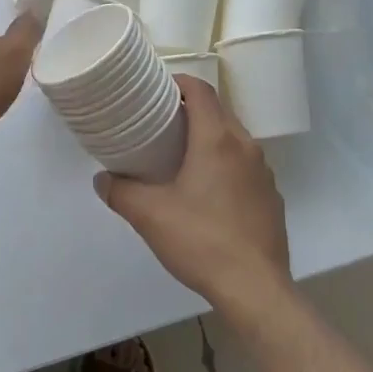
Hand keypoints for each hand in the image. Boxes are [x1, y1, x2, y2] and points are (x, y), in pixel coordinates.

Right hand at [95, 79, 291, 312]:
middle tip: (163, 122)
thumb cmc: (202, 241)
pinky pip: (246, 166)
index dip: (179, 82)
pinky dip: (227, 164)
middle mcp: (246, 146)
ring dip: (211, 137)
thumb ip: (121, 192)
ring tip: (183, 155)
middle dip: (192, 109)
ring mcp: (264, 172)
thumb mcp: (151, 216)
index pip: (201, 90)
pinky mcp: (271, 196)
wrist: (256, 289)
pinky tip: (210, 192)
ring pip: (234, 139)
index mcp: (217, 139)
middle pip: (219, 111)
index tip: (158, 89)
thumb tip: (101, 180)